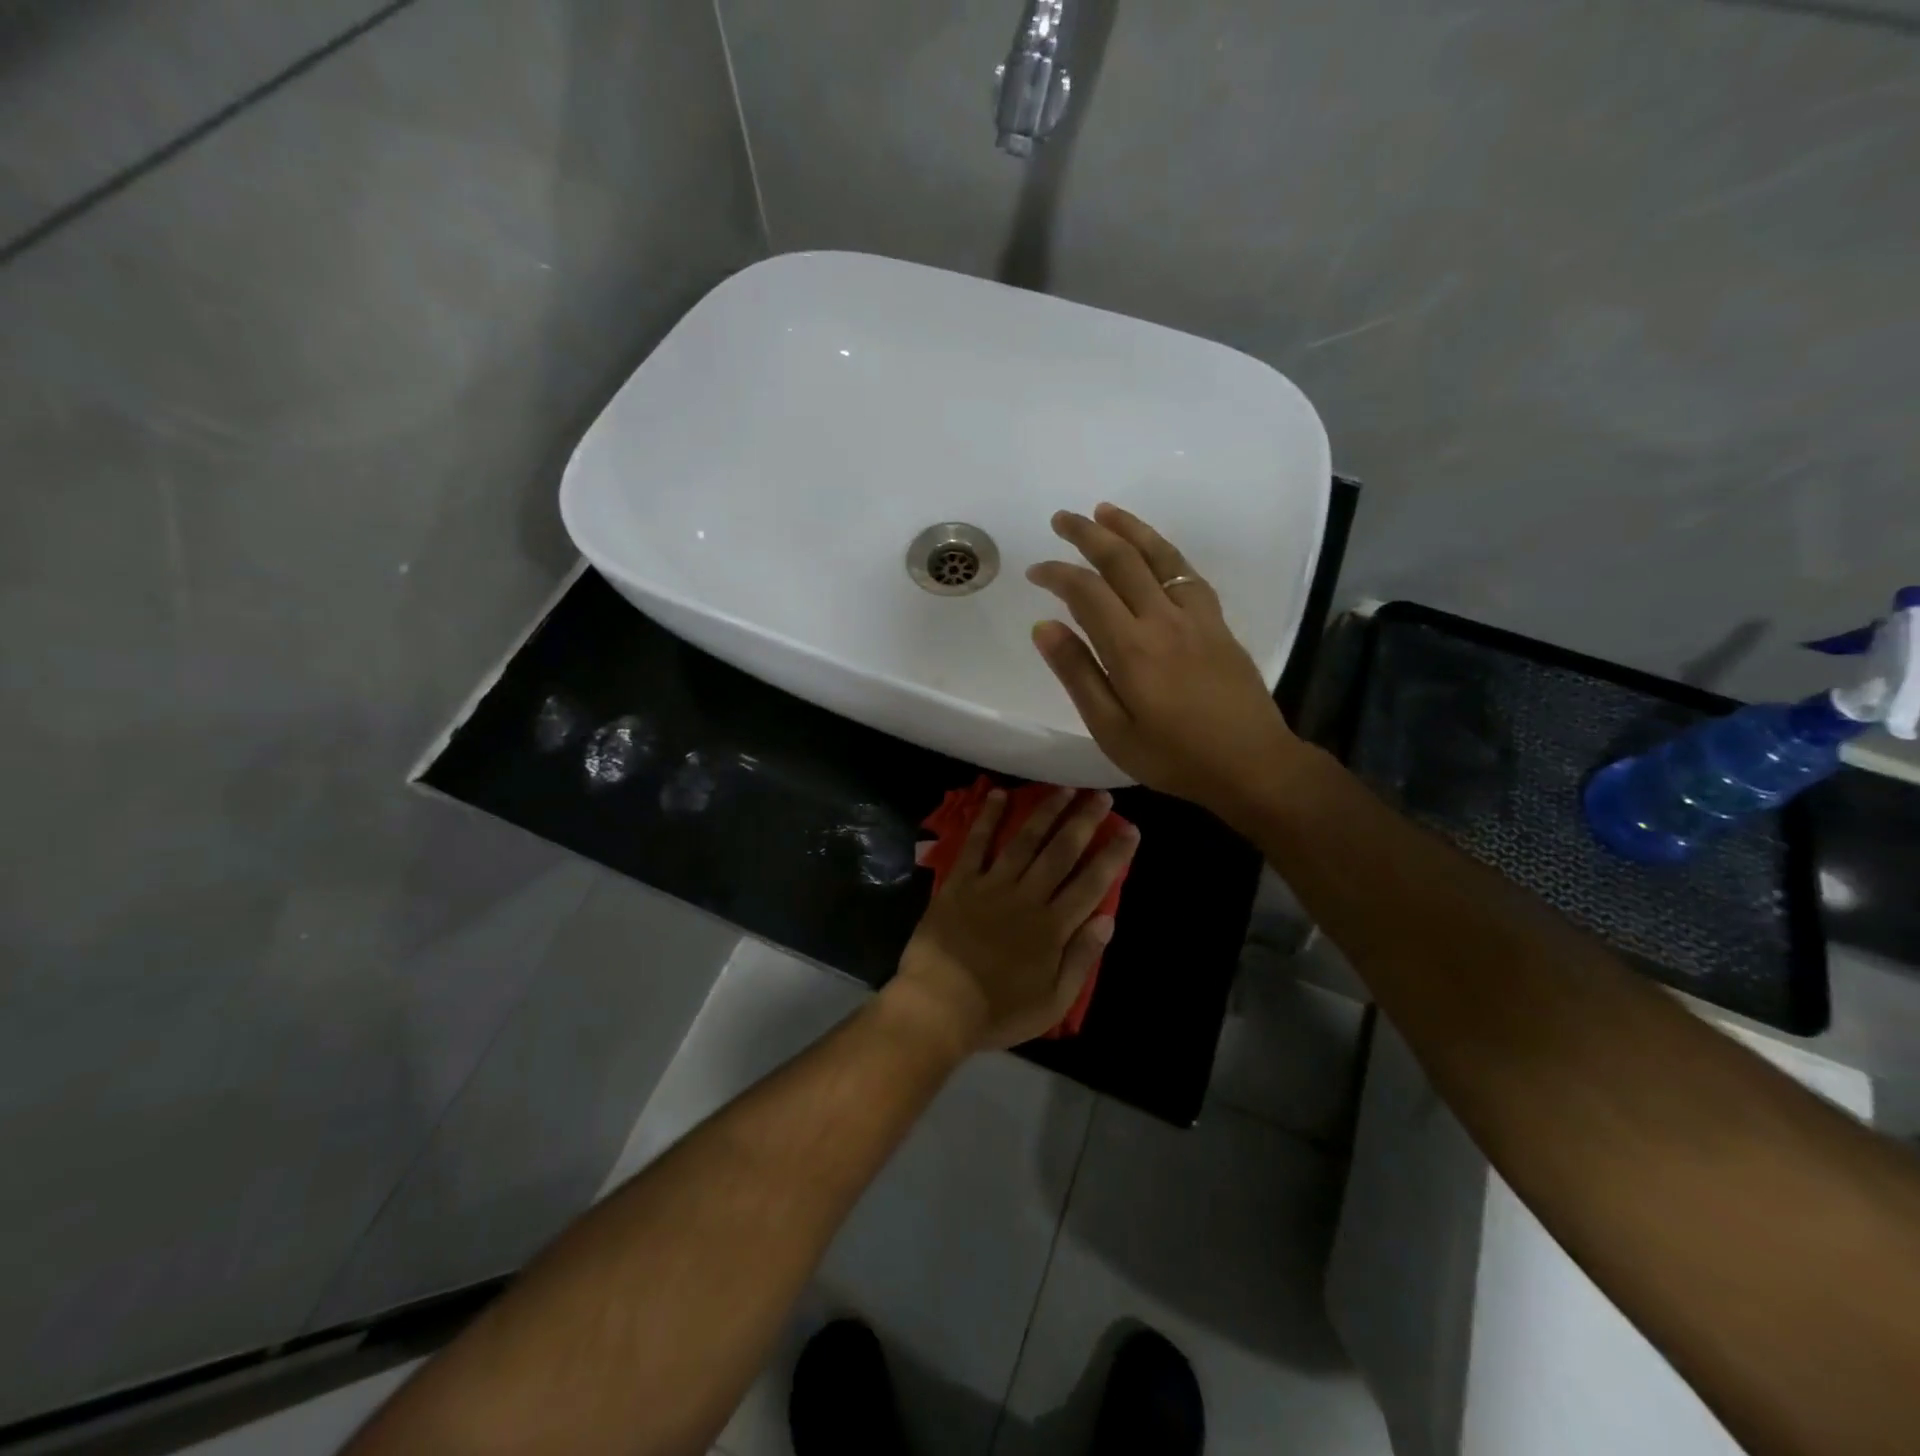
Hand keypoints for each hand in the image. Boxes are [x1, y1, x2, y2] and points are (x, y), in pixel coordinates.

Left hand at [884, 787, 1138, 1054]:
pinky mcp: (960, 882)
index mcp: (1053, 927)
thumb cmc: (999, 1010)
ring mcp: (992, 886)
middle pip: (1061, 852)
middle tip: (1101, 796)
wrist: (940, 1006)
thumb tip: (1108, 919)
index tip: (1130, 830)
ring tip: (1063, 789)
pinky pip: (976, 844)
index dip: (1113, 855)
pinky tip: (998, 794)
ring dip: (1045, 812)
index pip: (1092, 883)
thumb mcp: (1053, 1002)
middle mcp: (1027, 897)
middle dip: (1084, 822)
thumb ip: (1081, 959)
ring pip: (1025, 840)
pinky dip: (987, 818)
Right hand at [1026, 503, 1312, 820]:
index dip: (1057, 573)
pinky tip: (1155, 551)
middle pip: (1122, 560)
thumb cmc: (1173, 757)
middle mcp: (1163, 619)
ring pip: (1160, 556)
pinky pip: (1188, 574)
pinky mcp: (1218, 624)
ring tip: (1105, 510)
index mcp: (1131, 648)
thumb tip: (1045, 626)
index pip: (1086, 592)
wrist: (1252, 764)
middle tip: (1062, 518)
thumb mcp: (1112, 729)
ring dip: (1130, 528)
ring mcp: (1196, 617)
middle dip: (1087, 534)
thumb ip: (1078, 674)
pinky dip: (1165, 553)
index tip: (1035, 570)